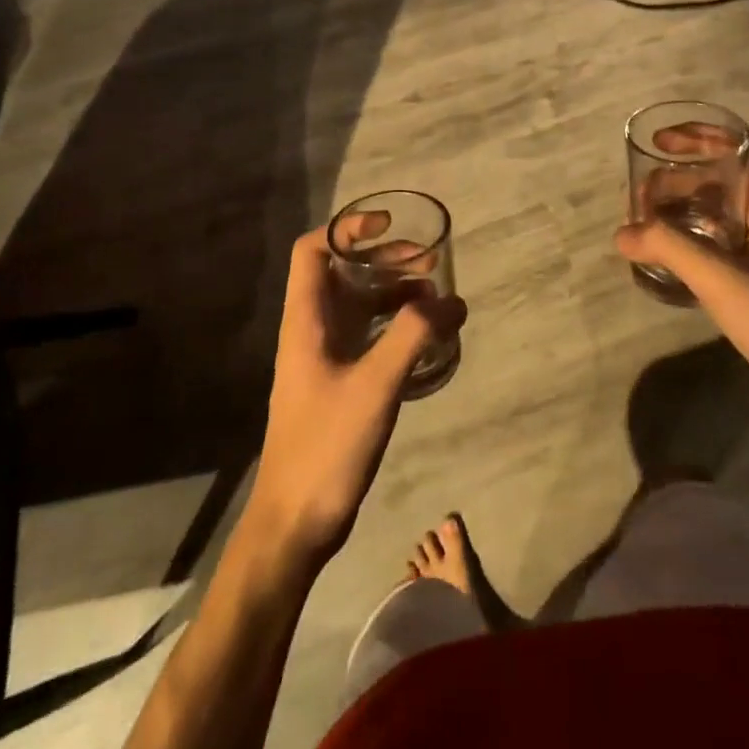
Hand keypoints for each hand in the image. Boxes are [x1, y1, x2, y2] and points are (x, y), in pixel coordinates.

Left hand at [249, 227, 466, 566]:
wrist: (295, 523)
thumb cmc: (326, 446)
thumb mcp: (375, 385)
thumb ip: (414, 337)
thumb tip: (453, 301)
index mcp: (306, 320)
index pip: (312, 251)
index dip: (346, 229)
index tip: (387, 225)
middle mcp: (312, 330)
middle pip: (342, 273)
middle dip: (384, 259)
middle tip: (428, 261)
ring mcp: (325, 358)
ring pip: (358, 305)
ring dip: (394, 293)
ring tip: (436, 295)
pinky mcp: (339, 383)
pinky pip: (368, 336)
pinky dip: (395, 326)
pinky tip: (426, 336)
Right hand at [617, 146, 748, 440]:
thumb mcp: (722, 279)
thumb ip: (670, 249)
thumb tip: (622, 232)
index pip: (739, 149)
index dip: (700, 137)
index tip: (660, 141)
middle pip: (720, 179)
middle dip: (678, 178)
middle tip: (639, 194)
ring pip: (715, 211)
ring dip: (679, 208)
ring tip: (642, 220)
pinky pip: (714, 242)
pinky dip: (687, 237)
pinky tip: (662, 253)